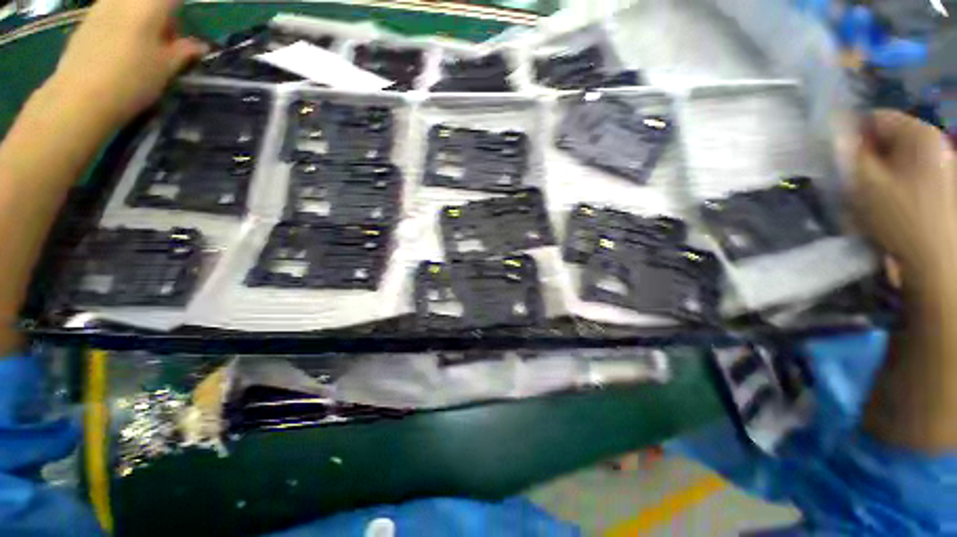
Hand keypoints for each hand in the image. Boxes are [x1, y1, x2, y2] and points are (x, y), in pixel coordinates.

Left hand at [50, 0, 207, 125]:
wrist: (79, 98)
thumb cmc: (131, 80)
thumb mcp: (166, 69)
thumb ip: (184, 52)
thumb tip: (200, 45)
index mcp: (148, 5)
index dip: (180, 10)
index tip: (184, 33)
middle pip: (149, 1)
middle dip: (161, 15)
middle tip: (167, 42)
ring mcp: (100, 8)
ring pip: (128, 6)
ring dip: (140, 19)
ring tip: (143, 47)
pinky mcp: (85, 23)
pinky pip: (110, 14)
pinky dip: (121, 26)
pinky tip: (120, 50)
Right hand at [854, 110, 955, 294]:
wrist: (937, 263)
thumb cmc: (901, 218)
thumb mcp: (865, 183)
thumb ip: (849, 152)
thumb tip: (836, 131)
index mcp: (920, 134)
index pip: (875, 118)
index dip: (851, 135)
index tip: (836, 160)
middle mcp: (935, 144)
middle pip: (888, 141)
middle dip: (866, 160)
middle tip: (852, 185)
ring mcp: (943, 167)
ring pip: (896, 162)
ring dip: (877, 177)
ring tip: (867, 202)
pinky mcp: (943, 189)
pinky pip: (909, 178)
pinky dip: (892, 189)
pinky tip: (885, 209)